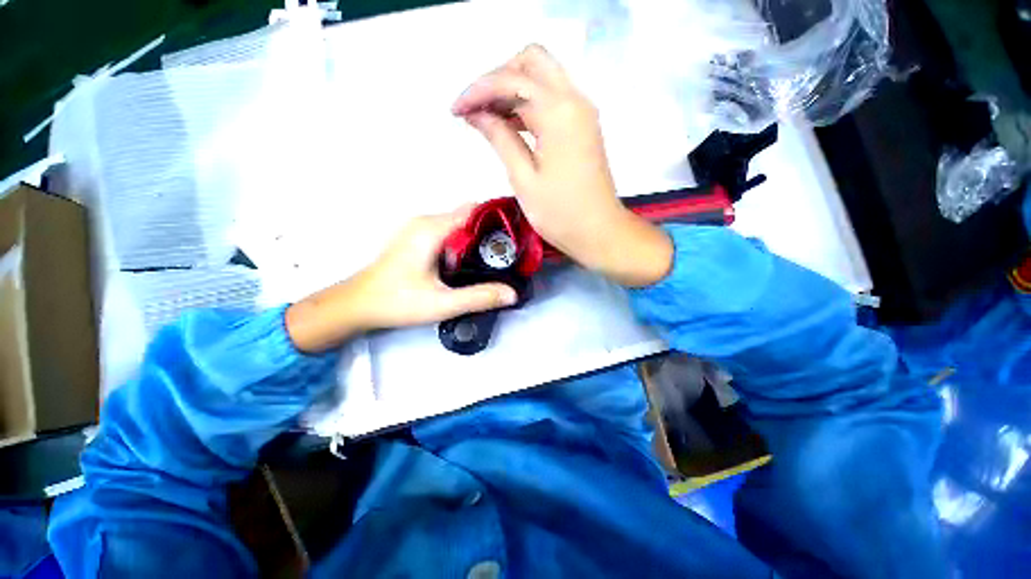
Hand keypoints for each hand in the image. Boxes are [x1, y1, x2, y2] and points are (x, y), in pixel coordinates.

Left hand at [285, 208, 517, 352]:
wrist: (357, 305)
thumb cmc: (397, 302)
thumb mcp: (442, 304)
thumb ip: (479, 298)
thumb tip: (512, 294)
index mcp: (432, 230)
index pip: (473, 210)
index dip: (497, 219)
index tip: (516, 235)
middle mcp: (425, 221)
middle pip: (468, 216)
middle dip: (490, 231)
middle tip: (509, 254)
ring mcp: (419, 228)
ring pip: (458, 224)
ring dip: (476, 238)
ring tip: (494, 260)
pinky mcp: (416, 238)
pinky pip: (448, 231)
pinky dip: (463, 242)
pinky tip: (469, 263)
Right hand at [452, 44, 672, 286]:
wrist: (599, 232)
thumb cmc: (560, 213)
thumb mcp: (523, 178)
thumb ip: (500, 138)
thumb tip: (476, 113)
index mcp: (558, 112)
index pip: (511, 80)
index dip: (478, 91)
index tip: (456, 111)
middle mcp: (574, 100)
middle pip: (531, 62)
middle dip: (498, 79)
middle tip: (477, 109)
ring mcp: (582, 112)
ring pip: (542, 79)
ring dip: (512, 91)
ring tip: (486, 119)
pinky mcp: (583, 126)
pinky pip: (552, 101)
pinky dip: (528, 106)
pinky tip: (509, 126)